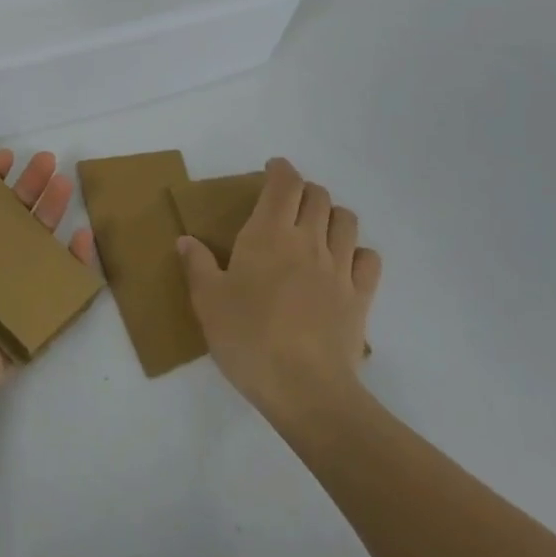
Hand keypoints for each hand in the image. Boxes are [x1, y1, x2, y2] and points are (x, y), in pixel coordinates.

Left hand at [0, 132, 96, 419]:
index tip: (4, 158)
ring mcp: (0, 292)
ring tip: (65, 183)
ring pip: (34, 244)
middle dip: (28, 187)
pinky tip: (84, 236)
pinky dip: (76, 263)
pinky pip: (57, 287)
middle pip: (7, 218)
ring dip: (52, 212)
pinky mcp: (25, 318)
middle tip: (48, 161)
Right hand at [179, 157, 380, 416]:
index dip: (280, 169)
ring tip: (316, 228)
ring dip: (332, 215)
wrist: (305, 388)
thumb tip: (186, 240)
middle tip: (287, 203)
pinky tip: (344, 265)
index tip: (271, 169)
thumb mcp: (208, 302)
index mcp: (269, 234)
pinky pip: (369, 258)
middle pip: (317, 196)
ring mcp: (340, 267)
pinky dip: (358, 252)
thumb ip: (197, 265)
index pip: (284, 183)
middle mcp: (309, 240)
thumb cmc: (248, 338)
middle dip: (303, 190)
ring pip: (346, 220)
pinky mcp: (361, 296)